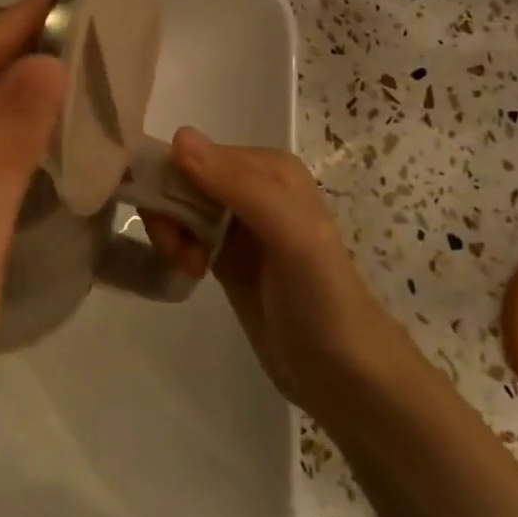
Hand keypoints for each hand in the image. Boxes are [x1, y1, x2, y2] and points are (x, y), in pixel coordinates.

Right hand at [144, 128, 408, 415]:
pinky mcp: (228, 253)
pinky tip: (192, 272)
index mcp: (270, 168)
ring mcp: (239, 222)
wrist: (347, 378)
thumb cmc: (322, 301)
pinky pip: (184, 231)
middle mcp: (252, 186)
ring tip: (190, 267)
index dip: (172, 186)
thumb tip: (177, 138)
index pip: (194, 155)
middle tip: (181, 253)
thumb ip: (239, 186)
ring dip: (171, 234)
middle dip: (170, 213)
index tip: (174, 229)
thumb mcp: (291, 237)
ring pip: (178, 206)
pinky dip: (177, 248)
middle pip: (181, 179)